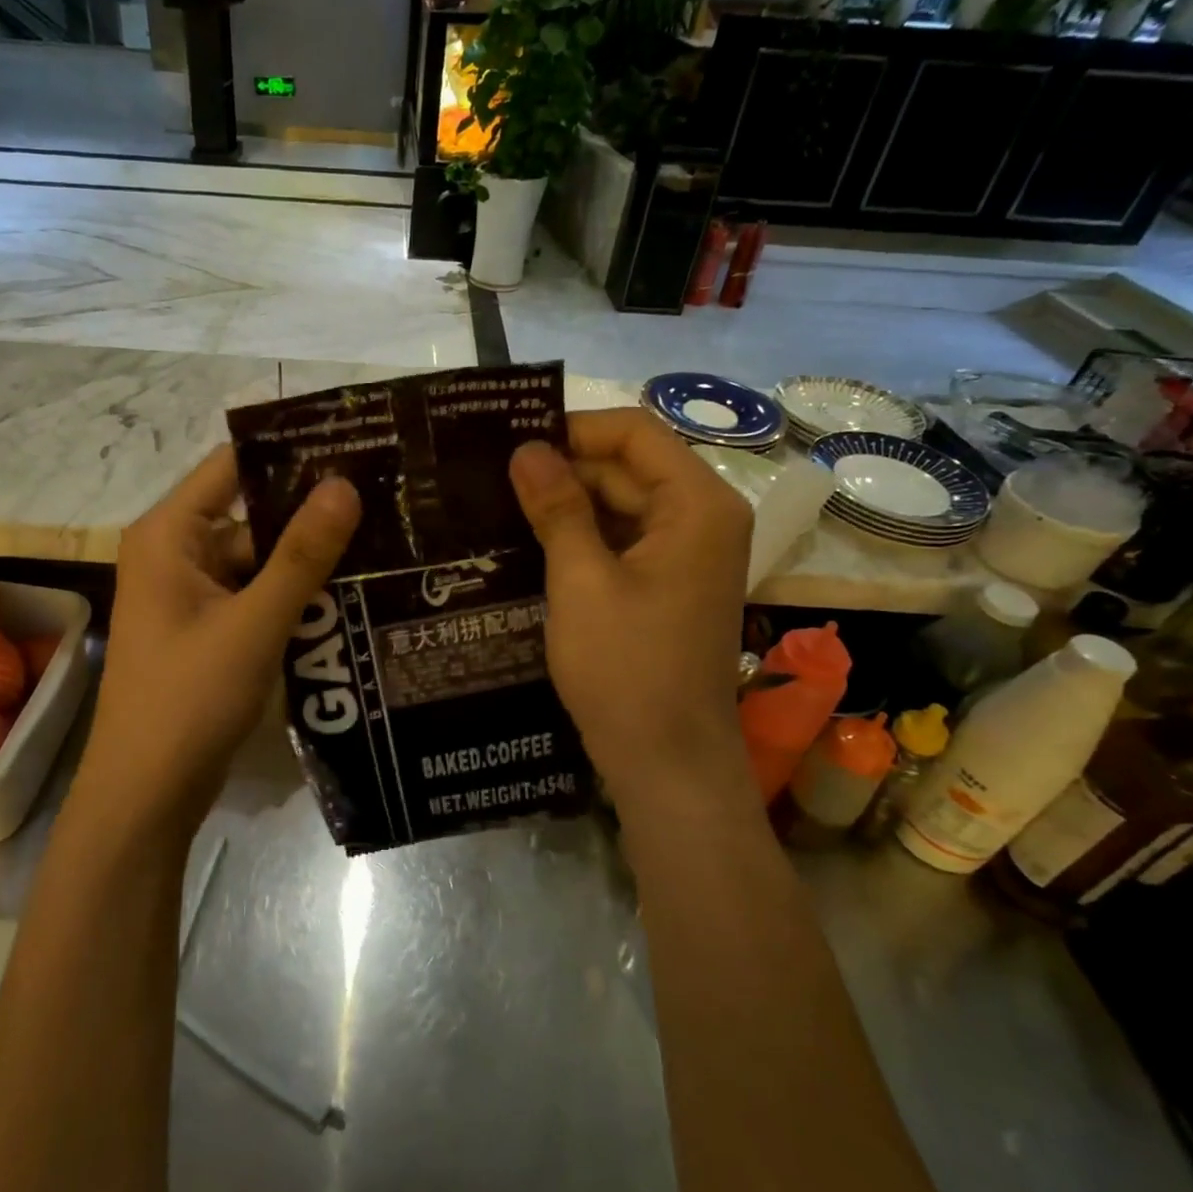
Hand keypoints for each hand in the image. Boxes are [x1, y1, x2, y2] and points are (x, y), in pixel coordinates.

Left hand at [81, 445, 361, 830]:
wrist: (148, 794)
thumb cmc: (189, 699)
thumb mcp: (254, 622)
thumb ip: (301, 554)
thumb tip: (345, 483)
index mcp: (170, 534)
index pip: (232, 465)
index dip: (290, 452)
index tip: (354, 445)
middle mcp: (176, 553)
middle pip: (250, 513)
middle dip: (311, 511)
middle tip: (385, 498)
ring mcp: (192, 594)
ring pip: (259, 558)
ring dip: (309, 557)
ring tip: (382, 540)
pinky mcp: (209, 628)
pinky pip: (257, 594)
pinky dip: (295, 593)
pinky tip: (350, 592)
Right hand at [509, 409, 753, 817]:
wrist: (666, 762)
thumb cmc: (626, 668)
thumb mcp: (580, 581)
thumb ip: (557, 508)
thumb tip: (526, 449)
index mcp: (696, 505)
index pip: (635, 434)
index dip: (573, 429)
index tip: (511, 444)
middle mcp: (702, 518)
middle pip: (628, 468)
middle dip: (564, 469)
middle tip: (491, 477)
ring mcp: (687, 554)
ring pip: (622, 505)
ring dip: (568, 505)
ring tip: (500, 506)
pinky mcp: (668, 584)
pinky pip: (623, 540)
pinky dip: (582, 537)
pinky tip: (531, 543)